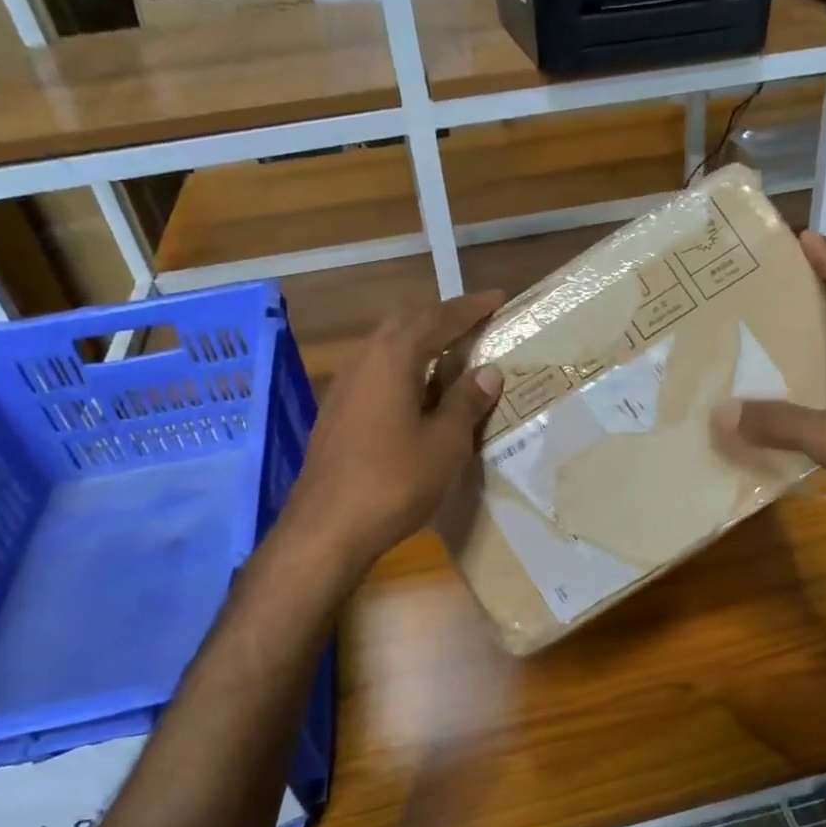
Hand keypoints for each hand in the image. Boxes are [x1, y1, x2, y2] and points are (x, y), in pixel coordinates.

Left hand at [281, 293, 504, 573]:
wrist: (327, 528)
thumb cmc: (394, 481)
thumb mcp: (445, 443)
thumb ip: (466, 402)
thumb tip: (487, 372)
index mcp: (392, 358)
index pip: (437, 318)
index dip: (470, 308)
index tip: (498, 298)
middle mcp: (363, 361)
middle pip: (405, 323)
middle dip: (441, 318)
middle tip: (475, 324)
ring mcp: (344, 387)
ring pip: (386, 347)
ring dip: (420, 343)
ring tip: (451, 354)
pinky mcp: (337, 412)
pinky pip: (376, 372)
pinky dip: (403, 368)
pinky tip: (418, 393)